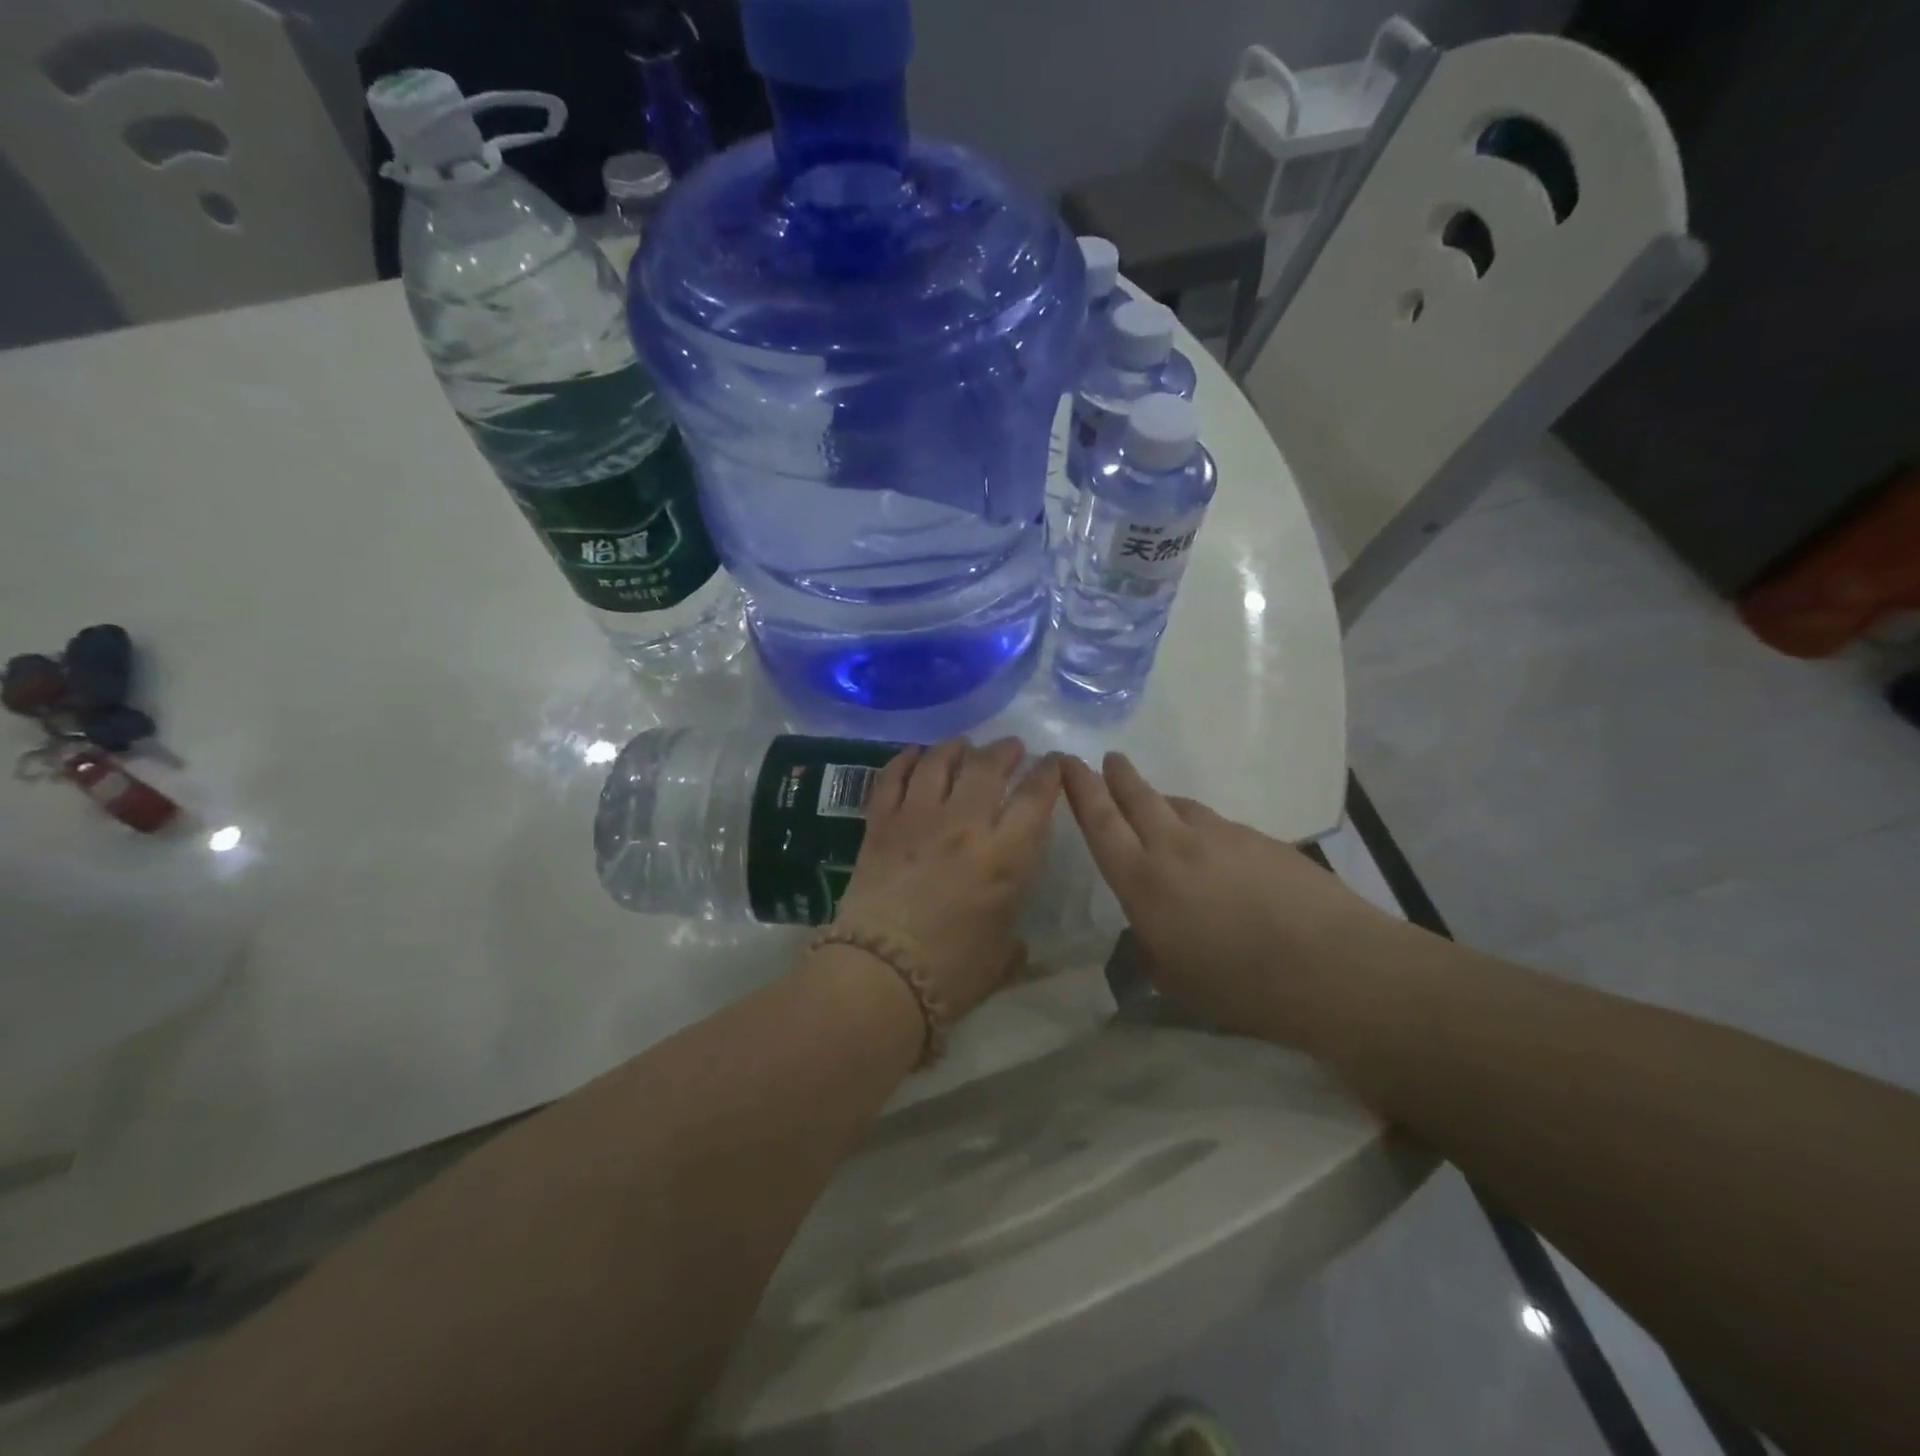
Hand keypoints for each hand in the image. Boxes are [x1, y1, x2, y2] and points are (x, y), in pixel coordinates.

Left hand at [833, 738, 1063, 1020]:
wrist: (879, 976)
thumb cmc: (951, 974)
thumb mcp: (1001, 958)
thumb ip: (1013, 938)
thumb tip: (1015, 939)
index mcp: (1005, 855)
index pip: (1036, 797)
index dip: (1050, 773)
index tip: (1054, 762)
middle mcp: (964, 824)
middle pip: (988, 767)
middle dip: (1005, 750)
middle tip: (1012, 748)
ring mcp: (918, 818)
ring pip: (939, 762)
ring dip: (956, 748)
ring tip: (964, 745)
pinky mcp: (880, 824)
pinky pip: (893, 778)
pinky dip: (905, 760)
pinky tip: (914, 753)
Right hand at [1062, 752, 1388, 1040]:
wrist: (1329, 965)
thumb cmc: (1238, 985)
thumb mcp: (1173, 977)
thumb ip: (1149, 944)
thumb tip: (1148, 926)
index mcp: (1143, 880)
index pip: (1101, 823)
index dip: (1081, 790)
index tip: (1068, 763)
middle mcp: (1175, 846)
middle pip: (1138, 797)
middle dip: (1119, 776)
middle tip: (1108, 759)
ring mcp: (1221, 836)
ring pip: (1181, 806)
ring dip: (1162, 802)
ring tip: (1159, 808)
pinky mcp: (1260, 839)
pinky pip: (1218, 825)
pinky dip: (1204, 829)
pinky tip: (1216, 853)